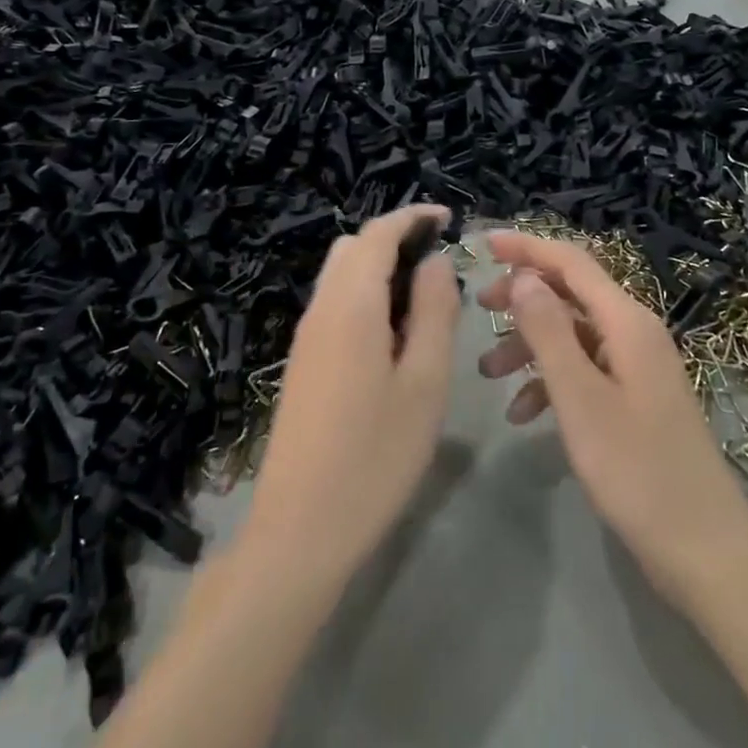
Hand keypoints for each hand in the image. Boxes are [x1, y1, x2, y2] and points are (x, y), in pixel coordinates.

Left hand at [243, 205, 460, 586]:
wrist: (300, 530)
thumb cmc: (375, 456)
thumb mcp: (424, 383)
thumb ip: (434, 312)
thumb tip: (436, 262)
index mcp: (350, 305)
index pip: (378, 234)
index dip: (412, 217)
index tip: (448, 219)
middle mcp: (321, 310)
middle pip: (353, 248)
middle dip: (396, 240)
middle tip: (441, 265)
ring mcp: (305, 338)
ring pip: (341, 276)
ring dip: (380, 269)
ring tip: (425, 301)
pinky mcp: (302, 363)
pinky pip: (335, 306)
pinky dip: (366, 296)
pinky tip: (394, 336)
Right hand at [477, 232, 747, 612]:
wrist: (704, 551)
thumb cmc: (637, 471)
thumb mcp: (580, 398)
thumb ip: (548, 331)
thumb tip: (524, 276)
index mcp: (627, 322)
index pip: (571, 263)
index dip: (527, 248)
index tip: (482, 244)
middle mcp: (634, 333)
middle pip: (570, 294)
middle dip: (522, 296)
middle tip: (478, 309)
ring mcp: (636, 367)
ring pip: (573, 334)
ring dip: (529, 344)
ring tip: (487, 371)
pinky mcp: (634, 399)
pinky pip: (584, 370)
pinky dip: (550, 381)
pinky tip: (523, 414)